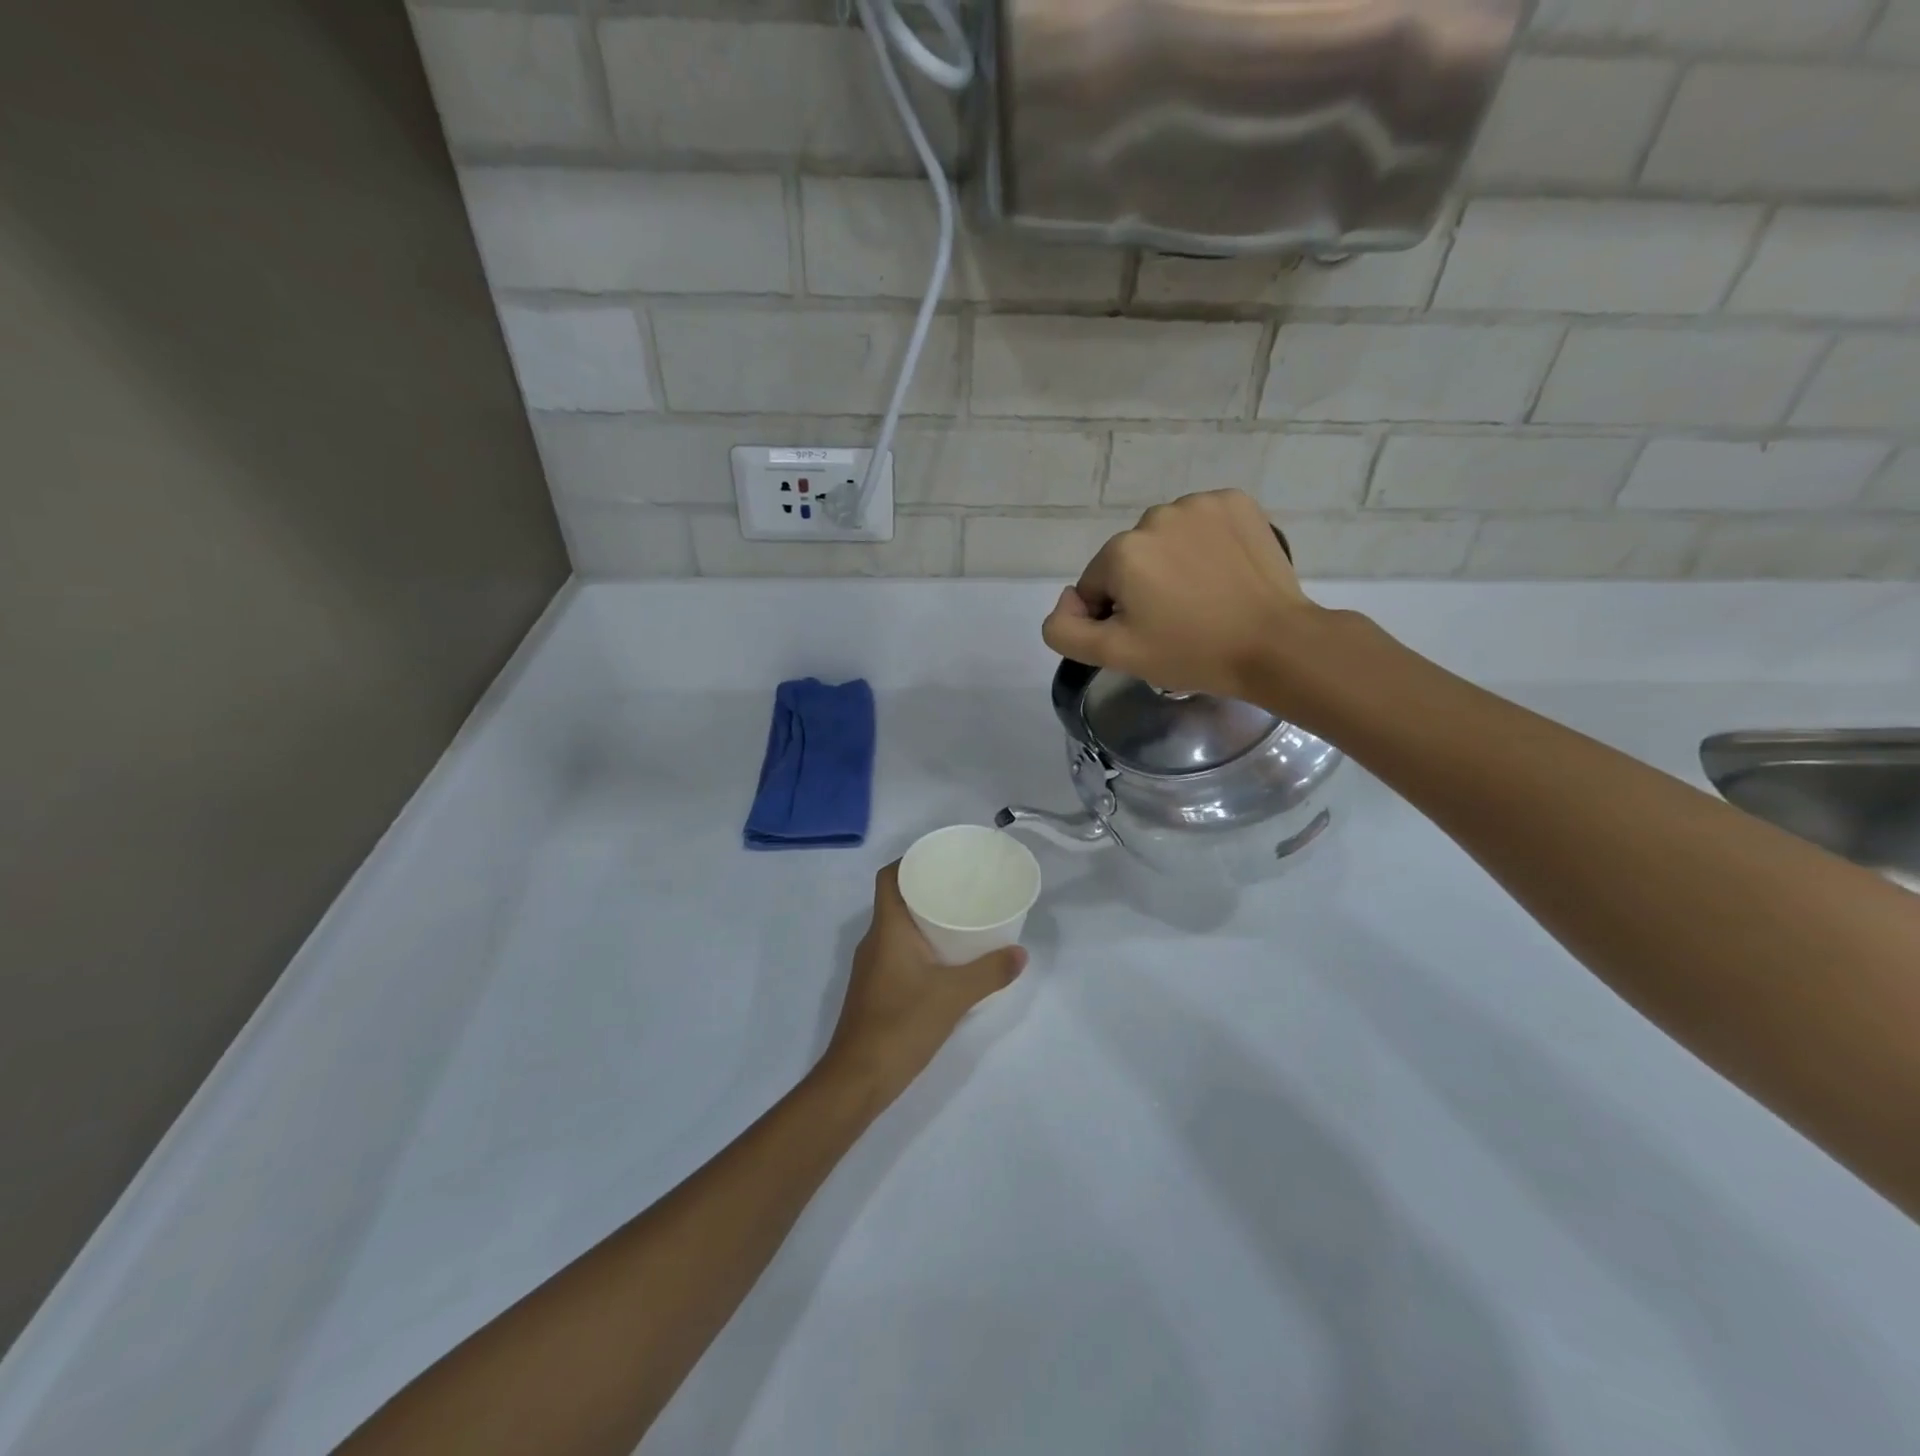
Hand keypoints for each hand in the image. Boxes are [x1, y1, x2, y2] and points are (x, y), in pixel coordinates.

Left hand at [817, 862, 1026, 1109]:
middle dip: (926, 888)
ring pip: (897, 928)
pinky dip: (920, 945)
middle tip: (962, 886)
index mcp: (887, 929)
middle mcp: (875, 941)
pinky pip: (898, 951)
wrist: (857, 1078)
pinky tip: (946, 959)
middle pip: (896, 900)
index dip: (910, 861)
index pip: (889, 878)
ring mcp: (871, 967)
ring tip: (960, 917)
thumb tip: (1020, 953)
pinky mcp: (875, 989)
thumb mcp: (954, 996)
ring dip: (924, 919)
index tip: (941, 858)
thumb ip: (990, 972)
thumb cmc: (901, 1025)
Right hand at [1040, 490, 1326, 701]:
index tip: (1148, 636)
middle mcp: (1155, 516)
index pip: (1095, 586)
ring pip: (1165, 539)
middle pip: (1130, 559)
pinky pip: (1201, 523)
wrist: (1275, 645)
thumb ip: (1064, 631)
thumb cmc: (1192, 653)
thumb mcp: (1115, 655)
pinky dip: (1206, 544)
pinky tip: (1223, 572)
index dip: (1114, 616)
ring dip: (1173, 563)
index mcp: (1122, 551)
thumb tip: (1067, 601)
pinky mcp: (1237, 502)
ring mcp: (1200, 504)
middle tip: (1177, 621)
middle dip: (1143, 587)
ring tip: (1204, 597)